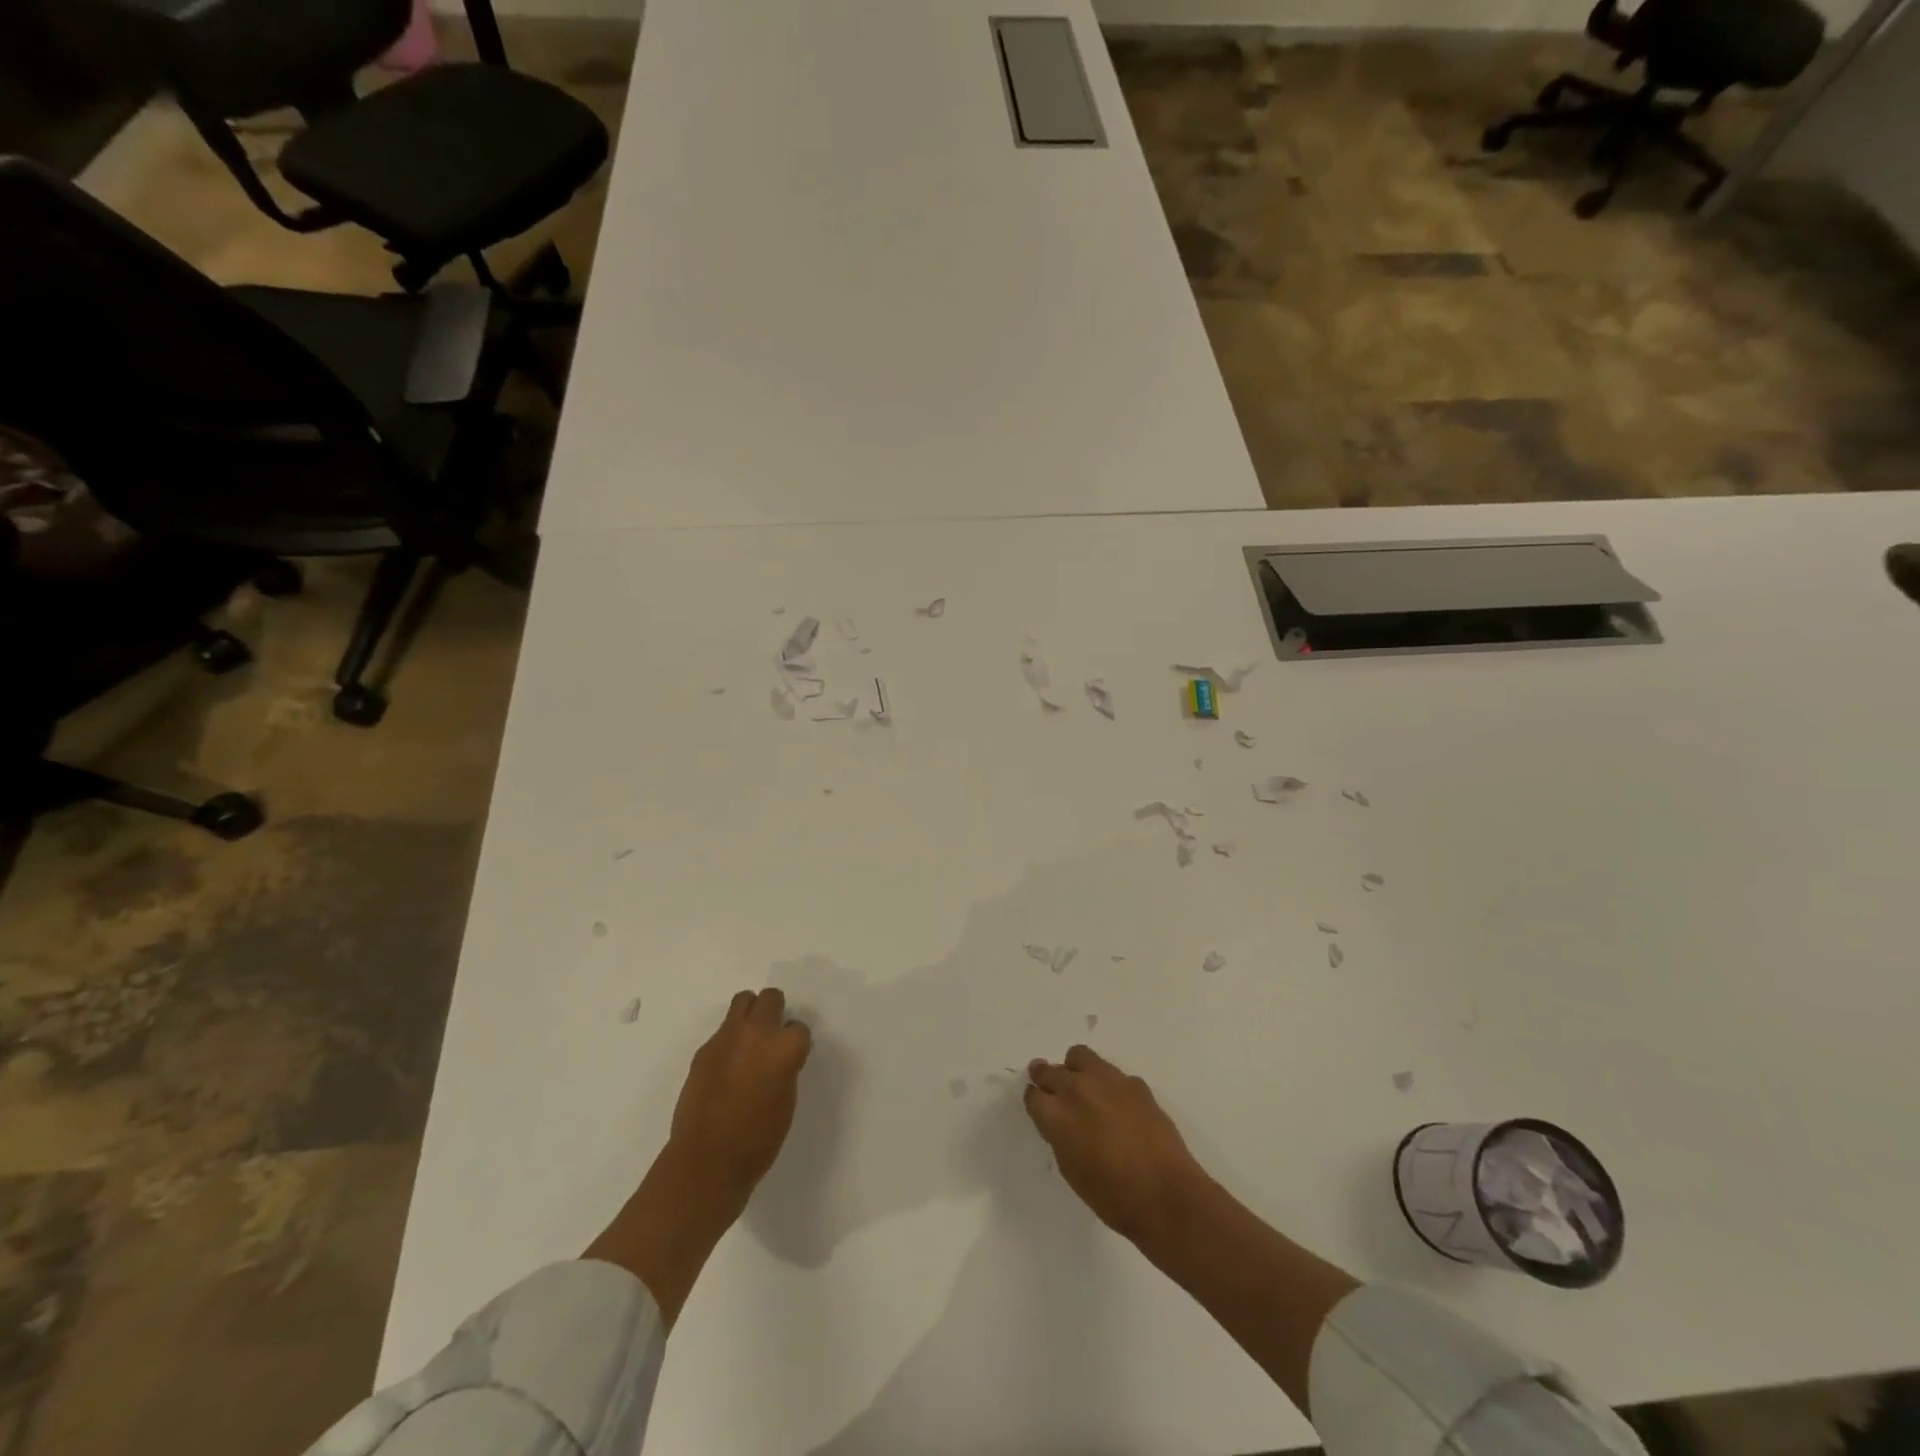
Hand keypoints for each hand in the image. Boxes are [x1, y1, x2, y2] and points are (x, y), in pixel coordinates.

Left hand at [667, 987, 812, 1212]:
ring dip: (750, 1014)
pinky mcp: (703, 1050)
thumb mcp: (786, 1101)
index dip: (795, 1043)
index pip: (799, 1027)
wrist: (706, 1162)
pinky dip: (729, 1040)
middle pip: (771, 998)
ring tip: (749, 1042)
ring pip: (743, 1001)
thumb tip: (778, 1059)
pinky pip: (722, 1031)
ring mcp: (727, 1038)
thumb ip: (785, 1069)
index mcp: (785, 1049)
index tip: (791, 1058)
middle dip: (775, 1012)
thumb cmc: (757, 1140)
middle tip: (772, 1037)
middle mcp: (757, 1033)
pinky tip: (726, 1067)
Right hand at [1024, 1044, 1209, 1244]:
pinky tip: (1118, 1105)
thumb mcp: (1071, 1170)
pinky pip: (1111, 1073)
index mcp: (1056, 1114)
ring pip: (1079, 1056)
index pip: (1033, 1095)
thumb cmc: (1112, 1195)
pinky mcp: (1134, 1082)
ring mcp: (1107, 1080)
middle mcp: (1076, 1088)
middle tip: (1053, 1091)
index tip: (1040, 1107)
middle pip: (1050, 1070)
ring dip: (1075, 1070)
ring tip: (1083, 1087)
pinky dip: (1108, 1084)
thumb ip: (1060, 1136)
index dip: (1035, 1101)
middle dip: (1047, 1079)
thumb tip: (1062, 1121)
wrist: (1164, 1194)